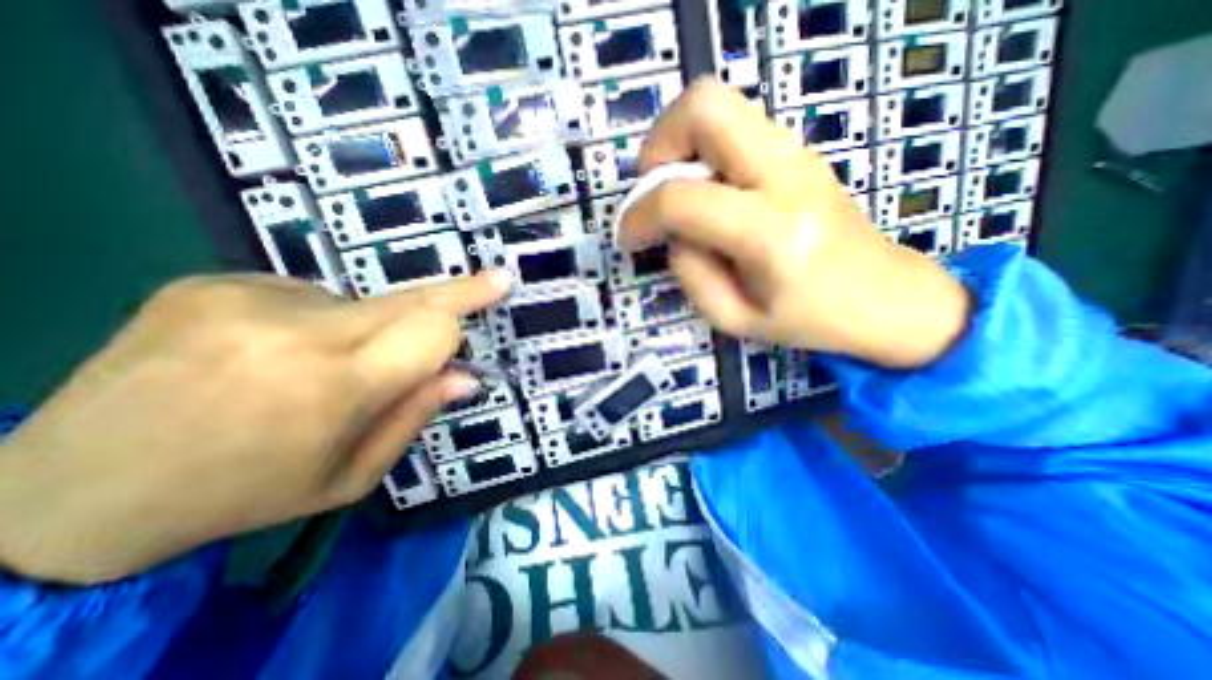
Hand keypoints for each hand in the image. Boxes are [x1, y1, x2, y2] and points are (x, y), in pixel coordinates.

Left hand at [0, 271, 506, 583]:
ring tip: (317, 368)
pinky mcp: (212, 283)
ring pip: (360, 302)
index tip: (499, 286)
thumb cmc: (242, 495)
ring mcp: (246, 299)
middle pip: (408, 298)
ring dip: (367, 329)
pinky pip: (307, 296)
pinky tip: (272, 353)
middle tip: (494, 279)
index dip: (467, 309)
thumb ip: (414, 417)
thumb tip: (465, 376)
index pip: (432, 328)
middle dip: (455, 292)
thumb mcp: (348, 478)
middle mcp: (294, 331)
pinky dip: (316, 321)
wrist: (62, 495)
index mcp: (331, 388)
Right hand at [618, 78, 971, 369]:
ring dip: (680, 144)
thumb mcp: (734, 318)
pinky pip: (734, 126)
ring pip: (718, 104)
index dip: (638, 215)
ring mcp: (796, 153)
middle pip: (704, 106)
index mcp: (771, 232)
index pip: (681, 200)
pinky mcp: (798, 152)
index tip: (628, 237)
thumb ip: (690, 273)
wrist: (886, 296)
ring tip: (679, 193)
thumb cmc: (809, 320)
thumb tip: (671, 233)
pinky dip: (703, 150)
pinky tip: (710, 193)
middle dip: (658, 145)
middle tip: (655, 191)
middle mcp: (785, 175)